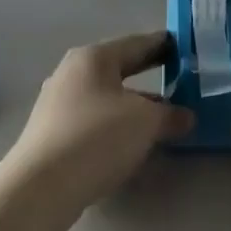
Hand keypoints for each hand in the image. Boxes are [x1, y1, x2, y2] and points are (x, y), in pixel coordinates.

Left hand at [3, 33, 190, 213]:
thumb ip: (171, 114)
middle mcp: (71, 74)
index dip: (164, 45)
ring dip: (135, 104)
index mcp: (93, 58)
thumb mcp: (147, 122)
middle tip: (181, 78)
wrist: (43, 187)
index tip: (187, 47)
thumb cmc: (98, 137)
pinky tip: (134, 141)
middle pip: (119, 69)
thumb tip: (186, 116)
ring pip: (107, 97)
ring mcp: (58, 105)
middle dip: (150, 75)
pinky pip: (95, 121)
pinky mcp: (53, 135)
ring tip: (164, 116)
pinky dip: (117, 125)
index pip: (137, 43)